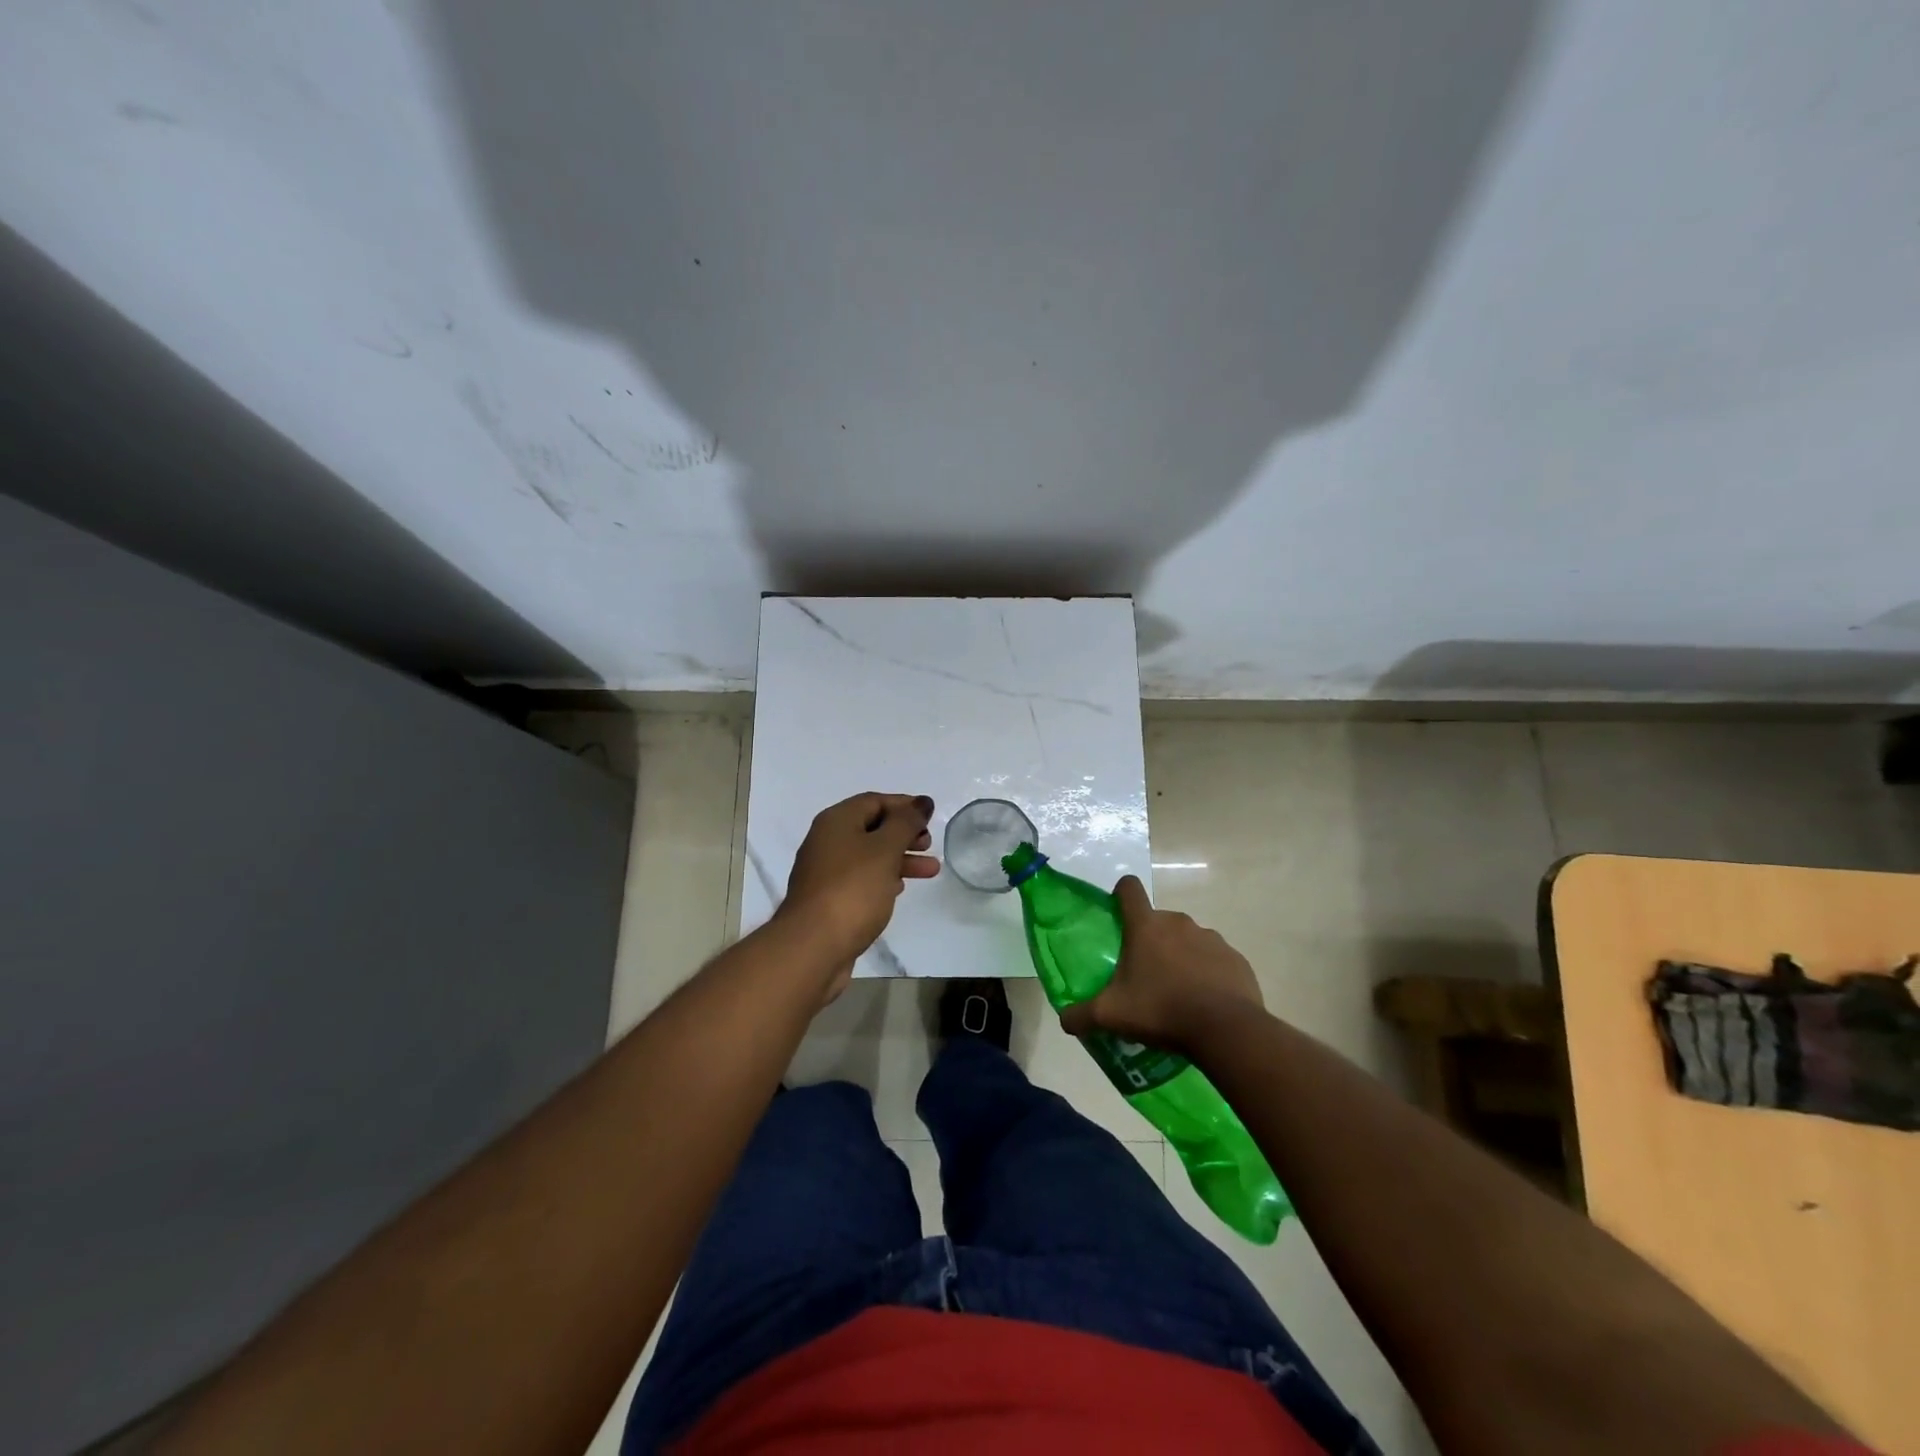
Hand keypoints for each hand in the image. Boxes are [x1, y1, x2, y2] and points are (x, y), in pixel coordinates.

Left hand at [778, 793, 939, 995]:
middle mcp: (826, 841)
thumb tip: (922, 802)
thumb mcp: (885, 849)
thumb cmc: (852, 889)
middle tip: (929, 844)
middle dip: (904, 834)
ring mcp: (825, 872)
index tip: (930, 817)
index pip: (874, 801)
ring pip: (869, 856)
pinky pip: (861, 880)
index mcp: (836, 821)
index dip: (904, 805)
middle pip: (871, 828)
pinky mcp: (829, 900)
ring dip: (900, 859)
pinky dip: (883, 878)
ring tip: (930, 871)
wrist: (812, 946)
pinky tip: (899, 889)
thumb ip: (906, 823)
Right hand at [1059, 875, 1263, 1054]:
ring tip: (1176, 993)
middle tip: (1143, 975)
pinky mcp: (1236, 959)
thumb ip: (1081, 1015)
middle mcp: (1179, 922)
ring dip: (1180, 957)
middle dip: (1150, 941)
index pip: (1129, 888)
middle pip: (1158, 921)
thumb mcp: (1111, 1016)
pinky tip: (1205, 1003)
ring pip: (1188, 940)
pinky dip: (1208, 974)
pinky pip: (1215, 960)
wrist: (1226, 1030)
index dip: (1120, 895)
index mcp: (1146, 926)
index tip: (1117, 915)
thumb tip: (1064, 1020)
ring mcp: (1211, 938)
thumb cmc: (1161, 1010)